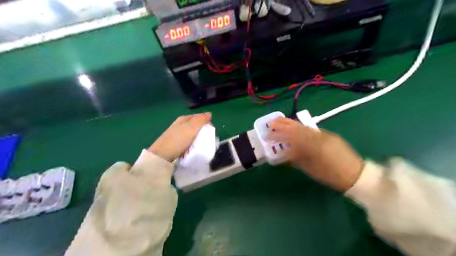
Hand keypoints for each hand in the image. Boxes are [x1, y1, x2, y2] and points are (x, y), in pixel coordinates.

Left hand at [150, 112, 213, 160]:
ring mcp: (178, 135)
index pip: (199, 117)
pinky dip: (192, 145)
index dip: (207, 123)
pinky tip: (193, 150)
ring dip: (198, 140)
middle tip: (207, 140)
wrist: (162, 156)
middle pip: (196, 127)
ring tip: (201, 146)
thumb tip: (209, 114)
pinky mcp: (176, 144)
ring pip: (193, 135)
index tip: (211, 133)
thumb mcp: (191, 128)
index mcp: (184, 119)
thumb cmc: (178, 140)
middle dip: (203, 132)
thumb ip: (201, 120)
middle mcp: (180, 125)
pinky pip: (188, 142)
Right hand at [270, 117, 363, 191]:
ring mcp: (324, 134)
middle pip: (297, 128)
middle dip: (283, 125)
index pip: (292, 137)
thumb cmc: (330, 175)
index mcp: (313, 146)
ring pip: (304, 126)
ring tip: (280, 120)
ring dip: (291, 123)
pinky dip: (300, 127)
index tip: (268, 135)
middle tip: (271, 122)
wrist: (355, 174)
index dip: (279, 135)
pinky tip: (295, 126)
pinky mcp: (328, 134)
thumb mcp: (311, 169)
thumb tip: (285, 151)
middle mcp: (318, 136)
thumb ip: (296, 158)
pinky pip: (310, 129)